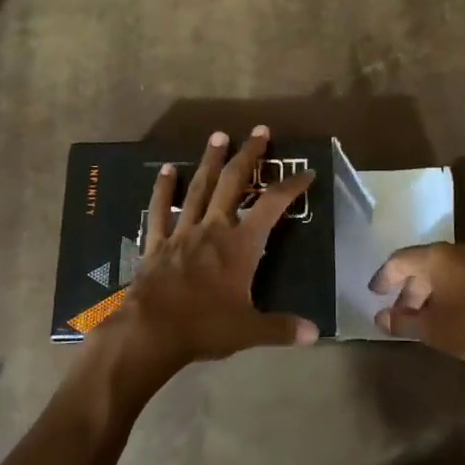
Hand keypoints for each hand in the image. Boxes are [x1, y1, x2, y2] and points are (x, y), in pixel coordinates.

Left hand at [90, 127, 316, 385]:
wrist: (150, 332)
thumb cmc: (204, 327)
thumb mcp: (249, 331)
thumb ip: (282, 328)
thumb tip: (314, 334)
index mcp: (241, 245)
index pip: (272, 206)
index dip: (291, 187)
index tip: (306, 173)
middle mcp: (213, 229)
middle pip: (234, 183)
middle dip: (248, 156)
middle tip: (259, 131)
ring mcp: (183, 232)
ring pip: (199, 188)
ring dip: (211, 161)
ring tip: (219, 136)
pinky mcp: (157, 243)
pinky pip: (160, 210)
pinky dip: (163, 190)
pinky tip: (164, 170)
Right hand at [370, 242, 464, 373]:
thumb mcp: (432, 329)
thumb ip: (403, 321)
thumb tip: (380, 318)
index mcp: (436, 257)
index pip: (399, 260)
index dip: (383, 277)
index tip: (374, 294)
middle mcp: (455, 250)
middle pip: (421, 263)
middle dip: (406, 288)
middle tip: (397, 311)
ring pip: (441, 269)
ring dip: (426, 290)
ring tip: (420, 316)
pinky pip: (458, 274)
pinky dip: (444, 289)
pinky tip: (445, 312)